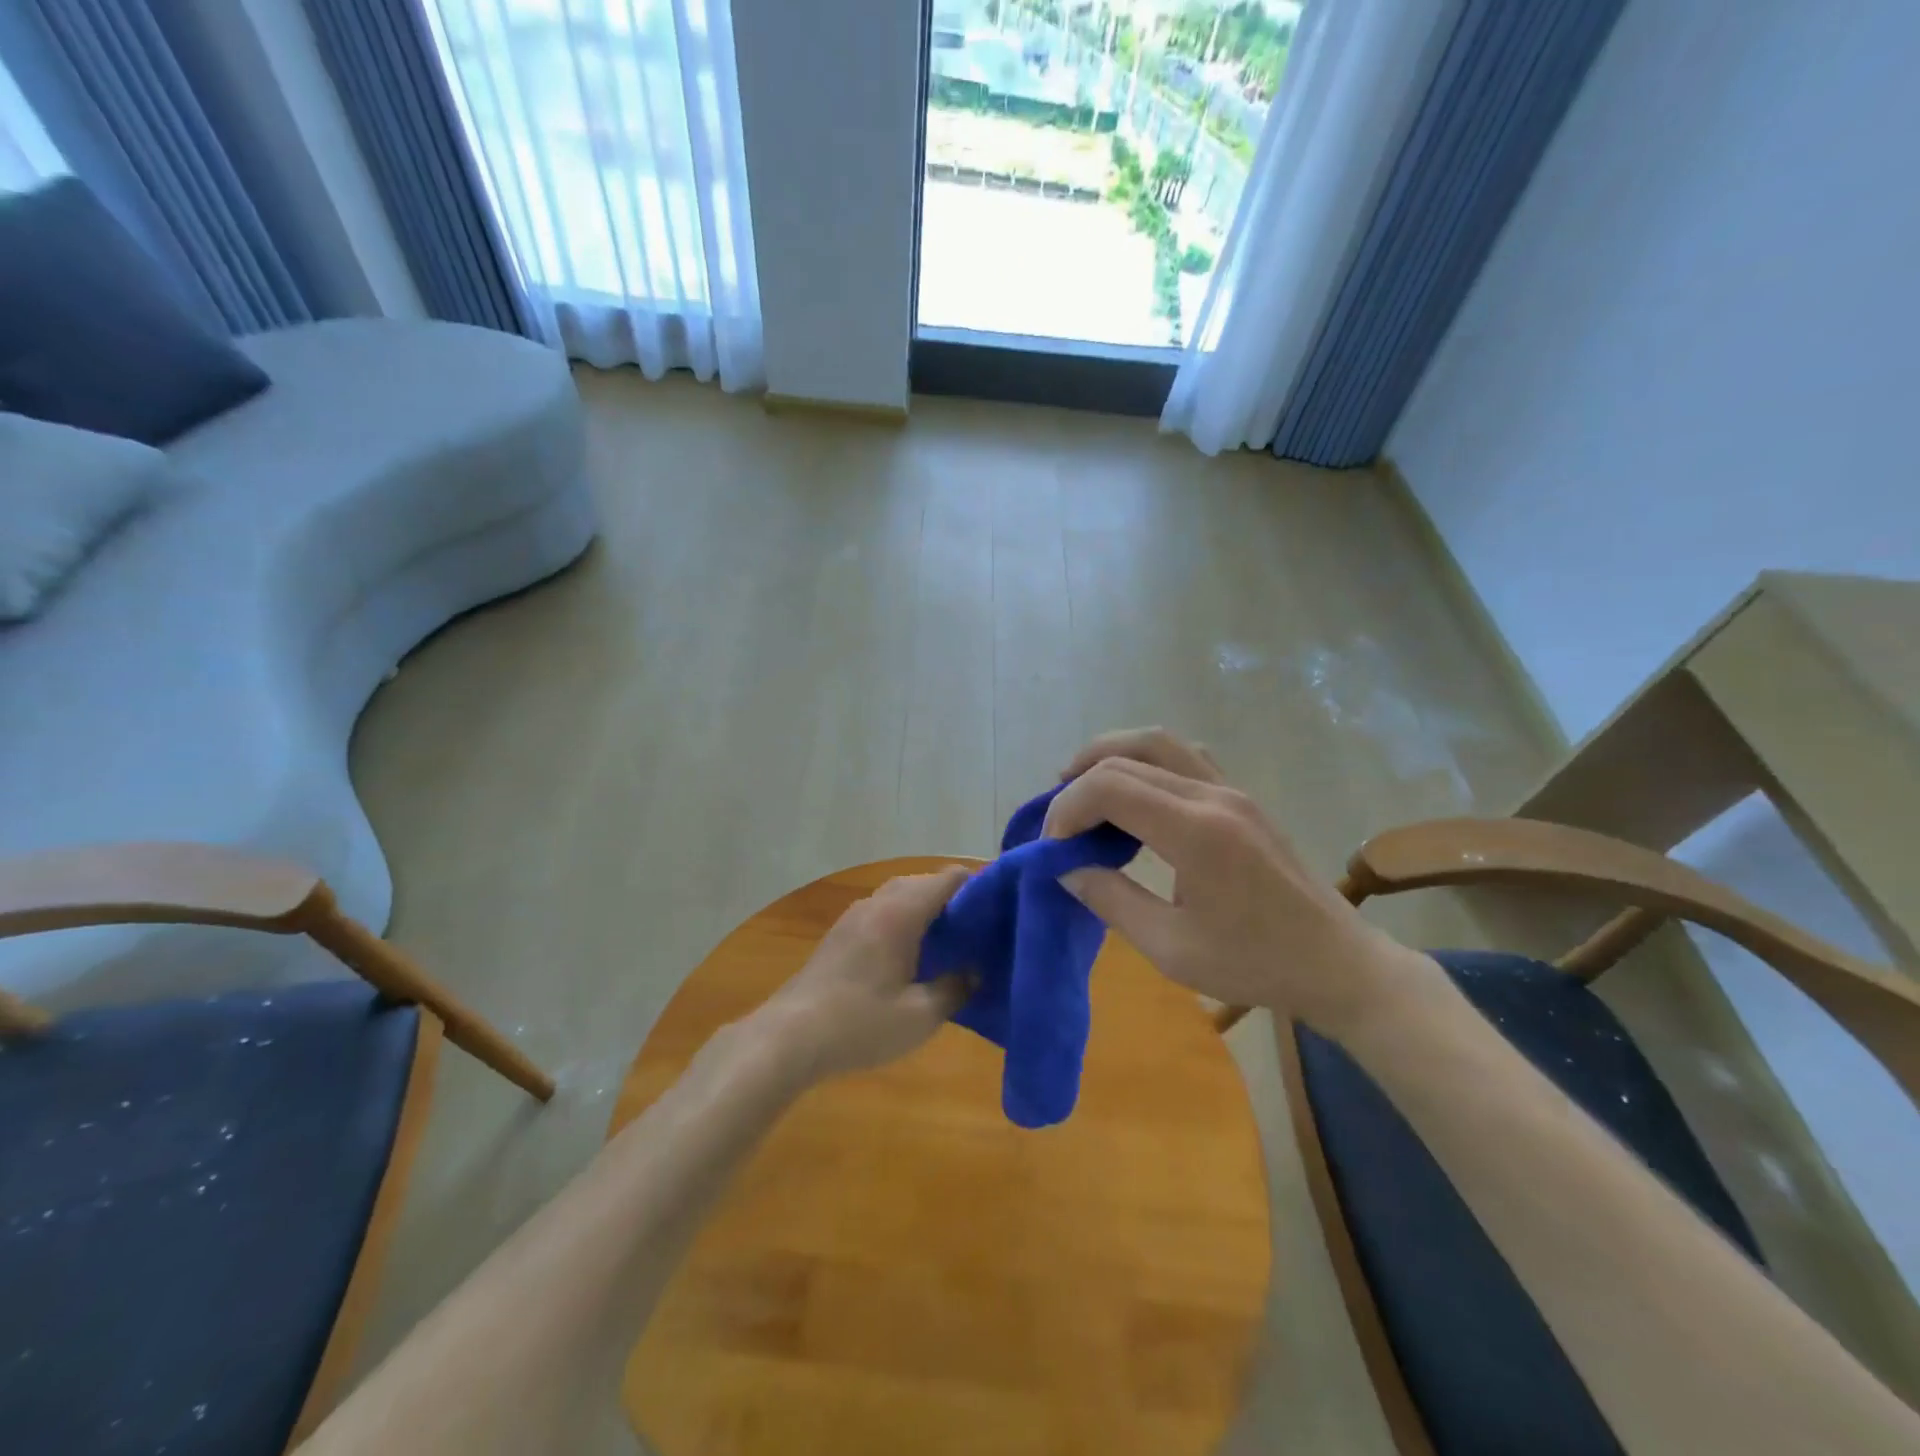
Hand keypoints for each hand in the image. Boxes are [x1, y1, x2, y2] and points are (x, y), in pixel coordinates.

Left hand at [750, 867, 974, 1084]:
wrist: (789, 1037)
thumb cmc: (860, 1024)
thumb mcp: (920, 1016)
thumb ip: (955, 988)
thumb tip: (975, 971)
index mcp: (901, 913)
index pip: (949, 878)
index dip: (979, 885)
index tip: (1001, 907)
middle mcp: (878, 903)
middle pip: (924, 882)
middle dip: (955, 898)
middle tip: (981, 928)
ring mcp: (855, 916)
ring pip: (900, 895)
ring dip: (927, 909)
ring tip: (952, 941)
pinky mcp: (840, 934)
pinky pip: (883, 911)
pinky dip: (905, 920)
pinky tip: (912, 955)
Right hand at [1046, 728, 1428, 1035]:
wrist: (1336, 963)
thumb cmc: (1254, 963)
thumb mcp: (1170, 947)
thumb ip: (1110, 899)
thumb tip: (1066, 866)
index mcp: (1195, 831)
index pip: (1109, 787)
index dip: (1066, 810)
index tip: (1053, 849)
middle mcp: (1213, 795)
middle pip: (1127, 754)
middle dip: (1079, 780)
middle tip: (1058, 820)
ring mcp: (1231, 790)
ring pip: (1157, 742)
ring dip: (1110, 757)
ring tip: (1082, 790)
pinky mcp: (1241, 797)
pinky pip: (1183, 755)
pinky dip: (1144, 762)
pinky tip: (1134, 797)